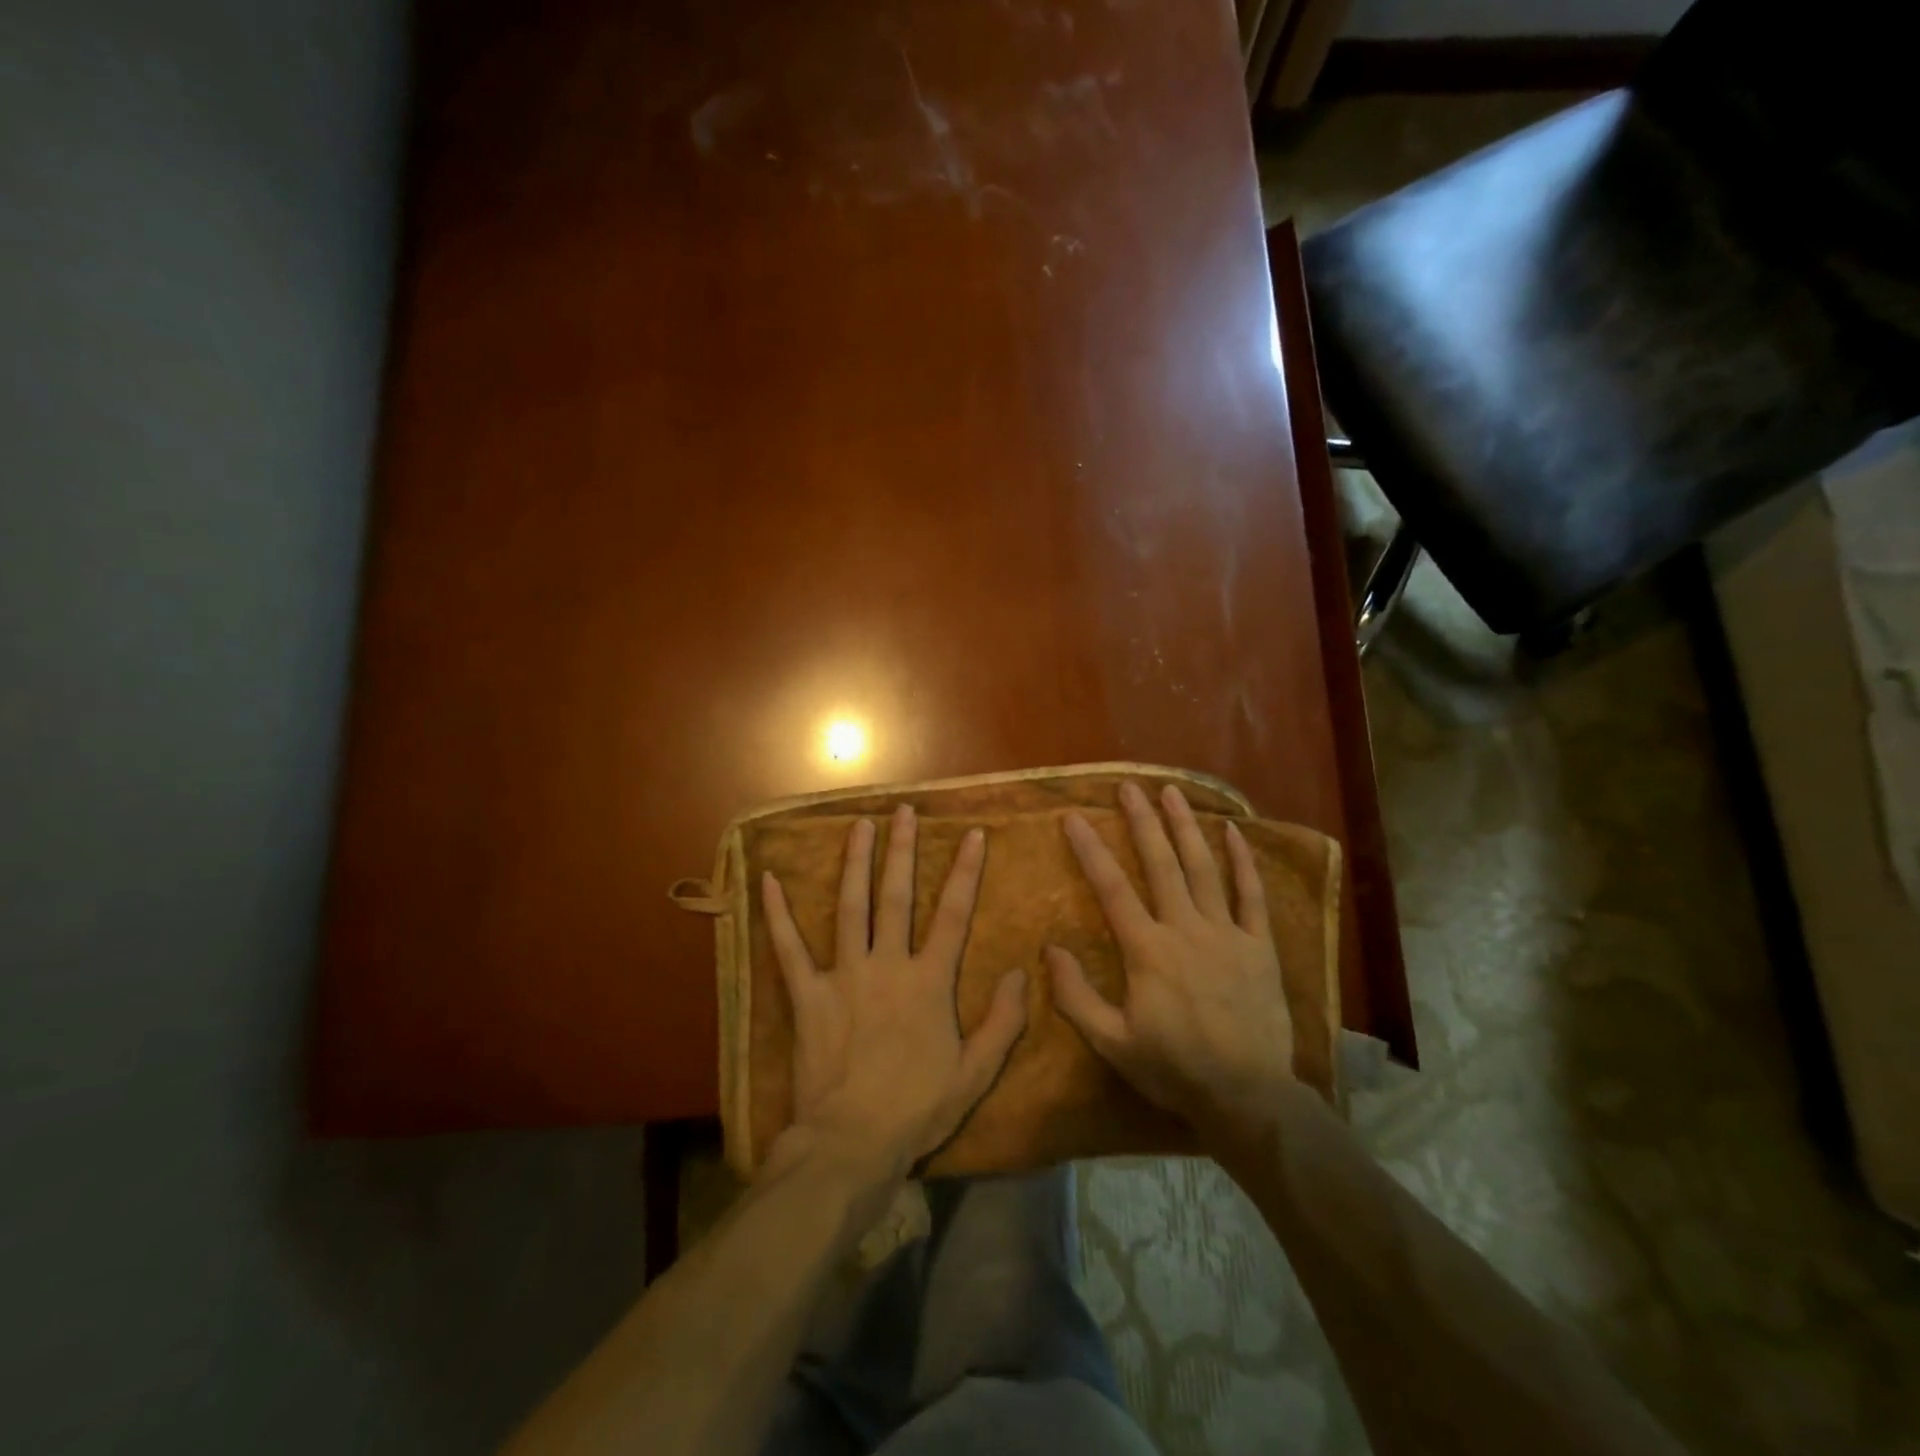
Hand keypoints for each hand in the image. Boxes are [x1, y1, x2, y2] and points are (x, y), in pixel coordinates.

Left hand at [760, 805, 1027, 1176]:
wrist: (852, 1142)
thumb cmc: (917, 1108)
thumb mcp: (975, 1072)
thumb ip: (1002, 1021)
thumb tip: (1021, 973)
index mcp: (929, 981)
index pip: (953, 914)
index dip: (965, 871)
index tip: (972, 834)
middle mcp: (888, 964)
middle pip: (897, 896)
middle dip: (902, 850)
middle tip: (903, 810)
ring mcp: (845, 975)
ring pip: (851, 906)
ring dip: (855, 862)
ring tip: (859, 824)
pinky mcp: (808, 995)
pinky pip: (789, 948)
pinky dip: (778, 914)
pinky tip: (767, 879)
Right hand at [1047, 782, 1294, 1137]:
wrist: (1248, 1096)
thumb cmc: (1174, 1068)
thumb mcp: (1112, 1042)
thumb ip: (1077, 996)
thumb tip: (1050, 950)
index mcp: (1148, 951)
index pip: (1112, 889)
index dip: (1091, 851)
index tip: (1074, 818)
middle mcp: (1186, 930)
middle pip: (1160, 864)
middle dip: (1141, 822)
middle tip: (1128, 787)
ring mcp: (1227, 934)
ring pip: (1203, 868)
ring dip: (1186, 827)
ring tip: (1172, 792)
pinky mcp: (1260, 946)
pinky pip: (1252, 896)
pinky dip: (1242, 862)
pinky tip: (1233, 832)